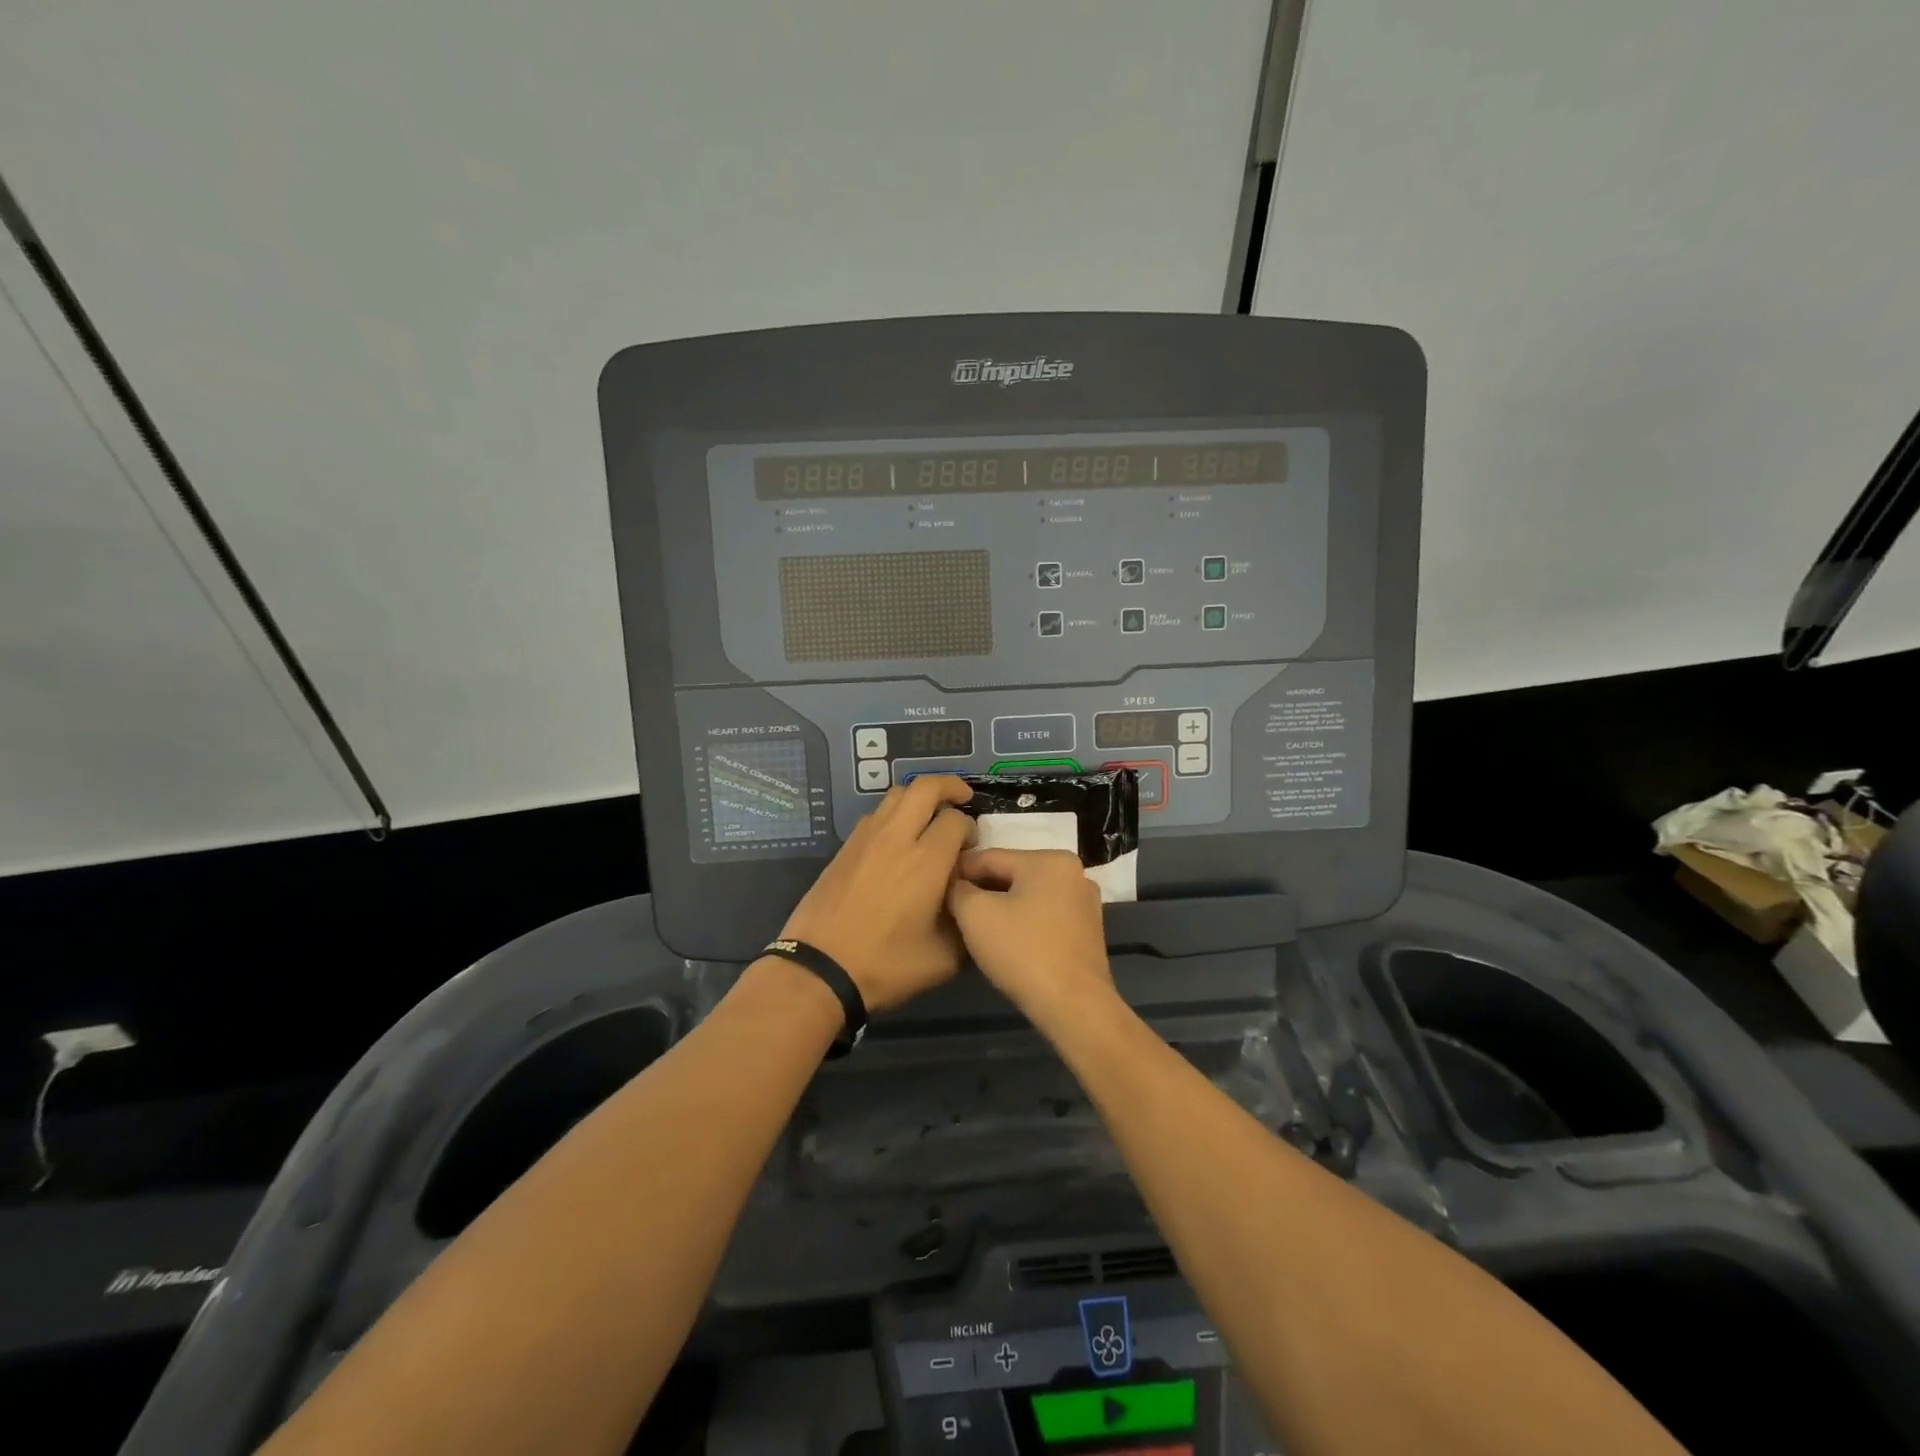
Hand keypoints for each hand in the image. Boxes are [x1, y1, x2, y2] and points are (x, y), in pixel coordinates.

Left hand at [777, 775, 974, 1011]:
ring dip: (918, 798)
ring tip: (928, 817)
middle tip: (962, 799)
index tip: (971, 849)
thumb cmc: (886, 965)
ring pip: (896, 795)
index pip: (957, 820)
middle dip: (950, 786)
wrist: (820, 968)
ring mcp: (866, 838)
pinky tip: (896, 840)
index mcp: (927, 861)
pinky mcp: (845, 847)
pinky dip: (893, 815)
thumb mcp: (944, 958)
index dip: (971, 829)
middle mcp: (897, 838)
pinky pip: (875, 815)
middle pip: (925, 787)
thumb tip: (972, 903)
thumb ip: (967, 924)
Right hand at [947, 848, 1114, 1026]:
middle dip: (981, 891)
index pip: (990, 857)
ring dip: (1001, 907)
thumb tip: (956, 885)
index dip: (958, 871)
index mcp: (1049, 859)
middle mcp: (1073, 873)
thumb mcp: (975, 914)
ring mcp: (1084, 902)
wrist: (1073, 1006)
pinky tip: (1005, 941)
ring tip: (974, 927)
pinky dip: (1022, 922)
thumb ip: (958, 889)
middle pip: (1011, 875)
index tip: (936, 886)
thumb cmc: (1022, 951)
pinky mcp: (1087, 931)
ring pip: (1027, 896)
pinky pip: (1044, 916)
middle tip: (952, 910)